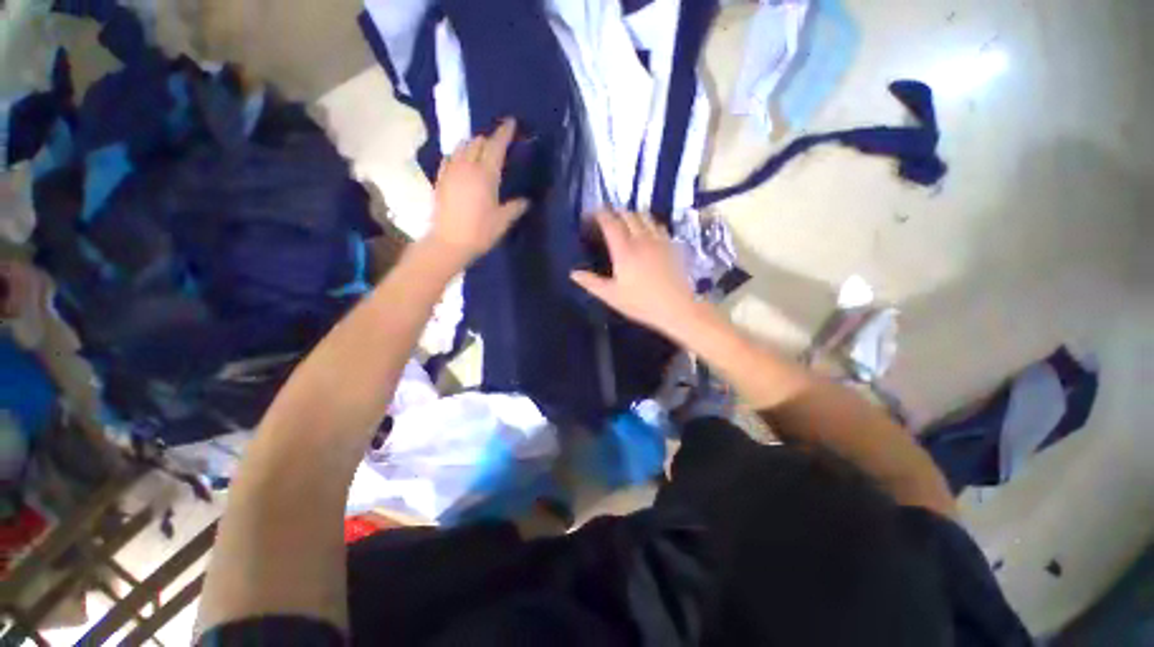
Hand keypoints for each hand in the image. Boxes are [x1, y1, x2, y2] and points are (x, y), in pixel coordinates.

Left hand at [429, 118, 529, 268]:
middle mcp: (467, 166)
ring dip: (473, 145)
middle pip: (477, 142)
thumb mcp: (503, 221)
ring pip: (462, 146)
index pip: (496, 146)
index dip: (504, 132)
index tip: (511, 122)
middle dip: (489, 139)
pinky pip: (450, 157)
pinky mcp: (440, 179)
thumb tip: (526, 201)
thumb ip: (515, 207)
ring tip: (480, 152)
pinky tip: (462, 162)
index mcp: (486, 175)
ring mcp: (451, 171)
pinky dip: (458, 154)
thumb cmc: (480, 232)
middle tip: (498, 146)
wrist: (449, 242)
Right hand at [571, 211, 701, 337]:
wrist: (677, 308)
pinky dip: (649, 222)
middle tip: (607, 217)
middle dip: (615, 211)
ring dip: (633, 214)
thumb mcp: (611, 296)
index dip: (599, 214)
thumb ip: (591, 283)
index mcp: (624, 250)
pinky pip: (659, 225)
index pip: (610, 223)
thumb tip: (573, 273)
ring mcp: (659, 240)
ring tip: (626, 220)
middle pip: (628, 215)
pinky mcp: (672, 246)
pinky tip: (648, 230)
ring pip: (645, 216)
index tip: (591, 214)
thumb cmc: (641, 303)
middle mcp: (642, 239)